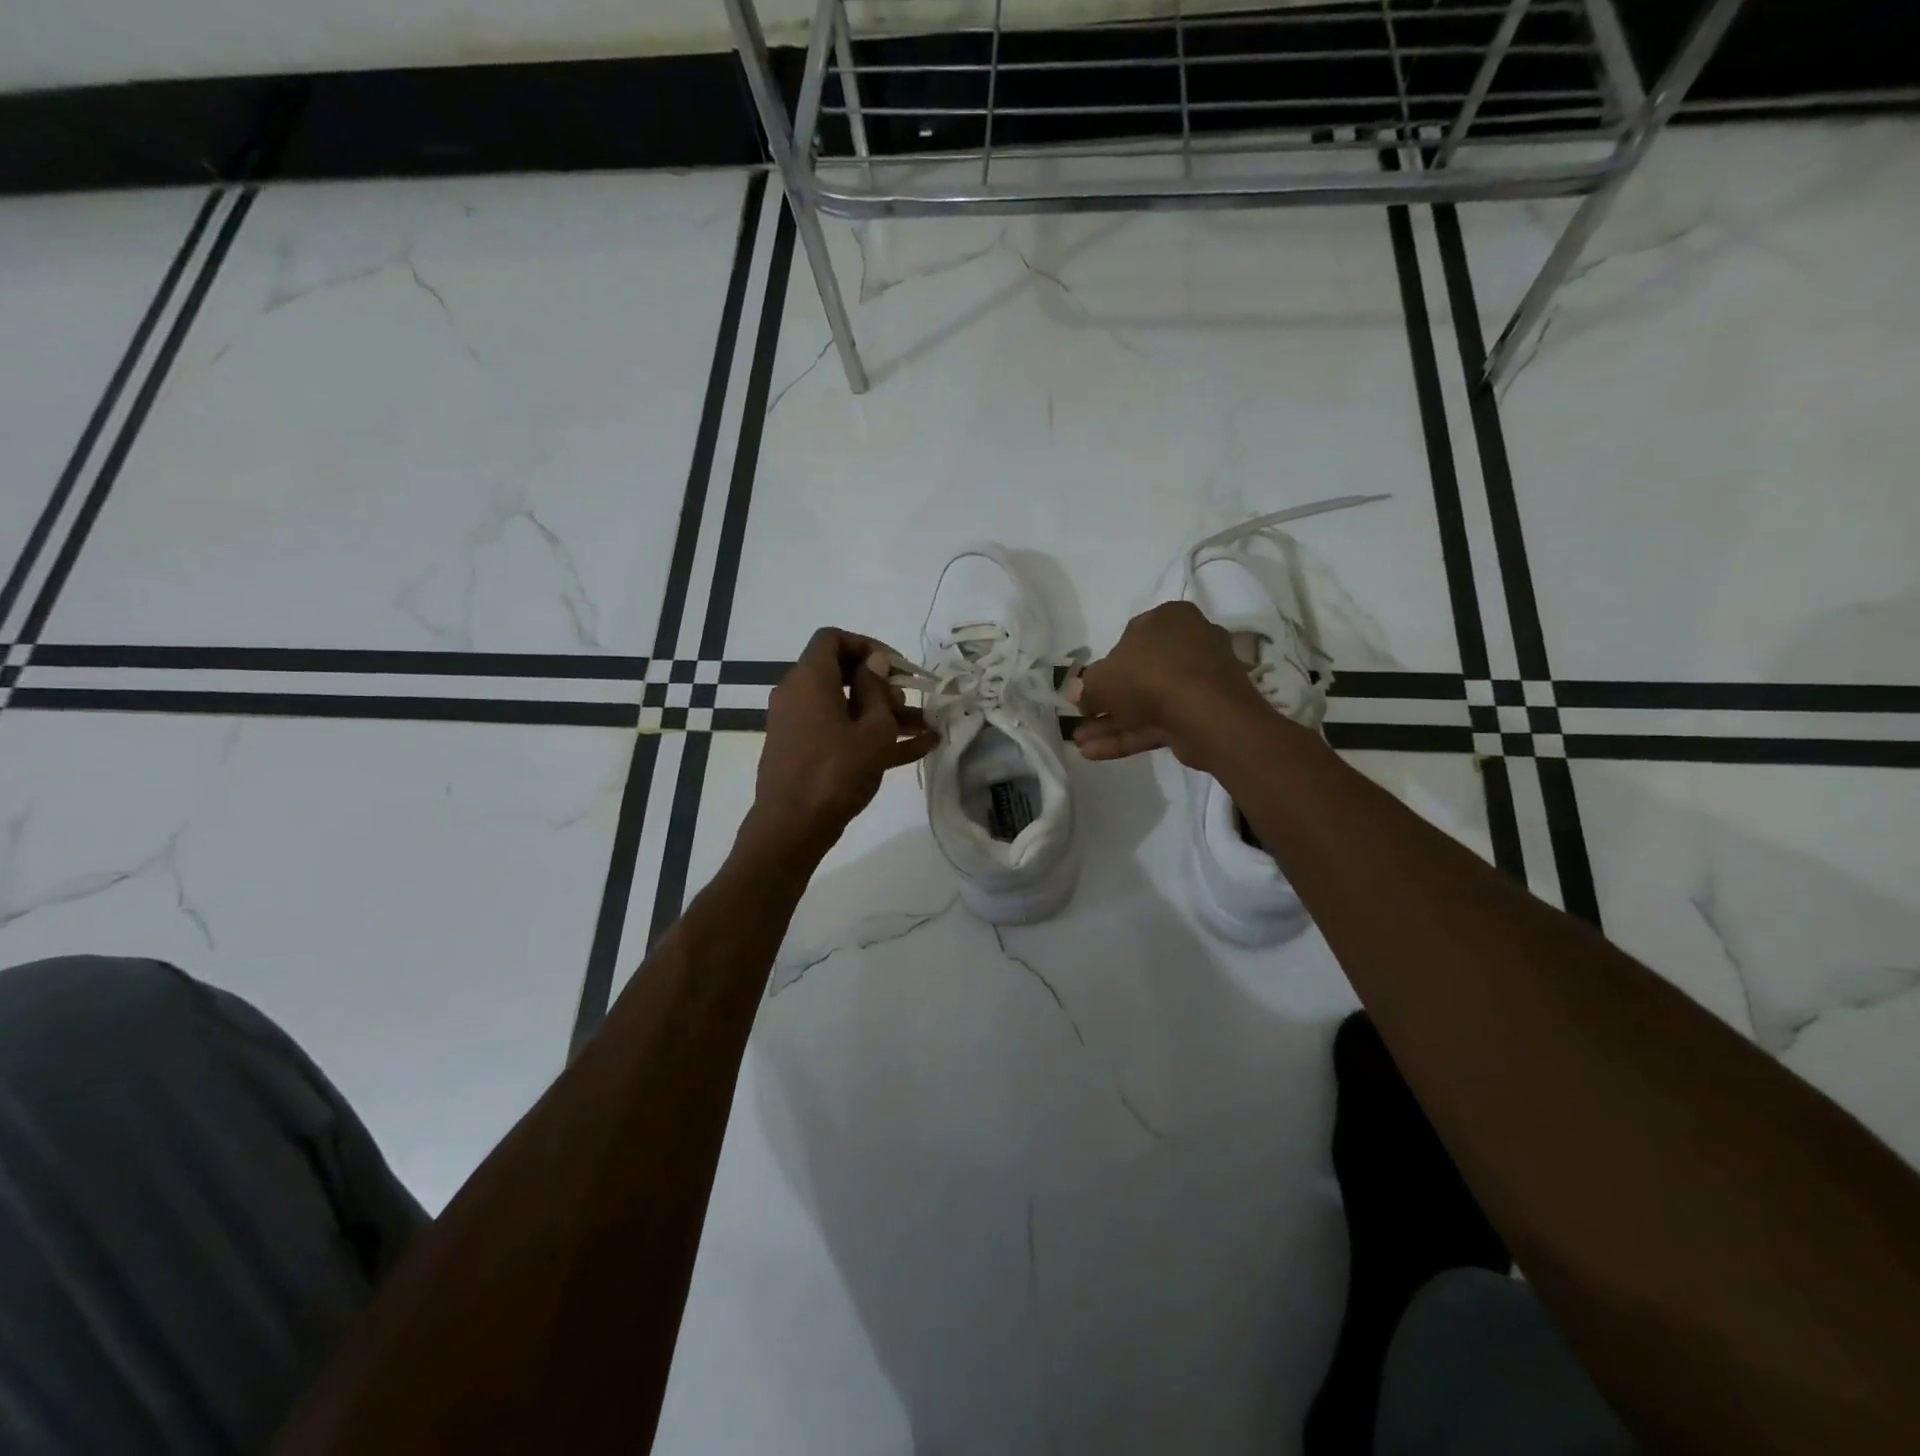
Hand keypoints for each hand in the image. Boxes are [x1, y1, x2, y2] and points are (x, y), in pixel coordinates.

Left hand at [745, 627, 938, 859]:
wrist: (792, 828)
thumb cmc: (836, 771)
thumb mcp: (873, 730)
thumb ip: (877, 690)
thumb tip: (875, 663)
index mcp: (810, 679)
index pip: (832, 639)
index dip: (868, 645)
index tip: (897, 666)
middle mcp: (798, 694)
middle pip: (843, 674)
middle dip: (883, 684)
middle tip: (910, 701)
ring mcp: (799, 725)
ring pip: (846, 707)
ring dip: (885, 714)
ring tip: (926, 727)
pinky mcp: (804, 752)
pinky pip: (840, 732)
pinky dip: (870, 736)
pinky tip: (917, 749)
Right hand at [1071, 601, 1264, 768]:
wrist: (1206, 712)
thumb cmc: (1149, 675)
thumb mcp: (1101, 678)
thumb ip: (1086, 687)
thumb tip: (1079, 696)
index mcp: (1169, 618)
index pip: (1131, 638)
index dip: (1106, 666)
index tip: (1089, 689)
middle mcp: (1189, 643)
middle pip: (1139, 674)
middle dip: (1106, 703)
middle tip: (1082, 721)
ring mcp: (1200, 681)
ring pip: (1148, 702)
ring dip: (1112, 724)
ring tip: (1080, 743)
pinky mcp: (1203, 713)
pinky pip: (1160, 722)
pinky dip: (1130, 736)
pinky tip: (1095, 753)